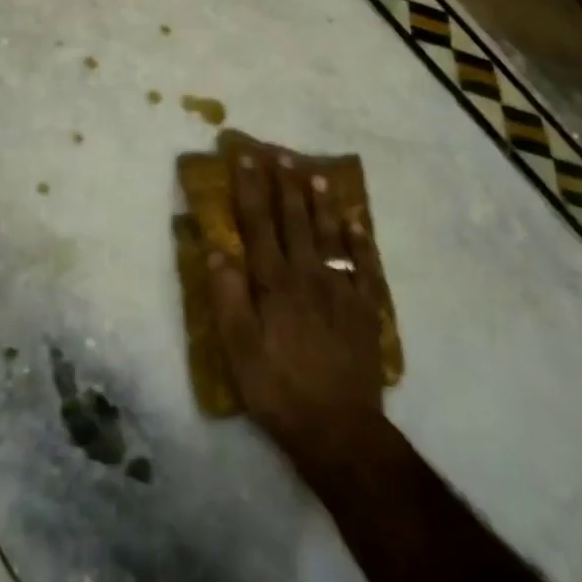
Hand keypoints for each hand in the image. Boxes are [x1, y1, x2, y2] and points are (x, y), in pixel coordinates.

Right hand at [208, 145, 384, 473]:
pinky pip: (363, 264)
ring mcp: (340, 289)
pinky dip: (359, 239)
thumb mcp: (237, 350)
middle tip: (282, 154)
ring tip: (316, 174)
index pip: (258, 224)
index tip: (246, 158)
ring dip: (321, 202)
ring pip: (330, 234)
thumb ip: (227, 297)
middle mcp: (307, 275)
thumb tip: (217, 249)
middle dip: (286, 184)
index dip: (251, 188)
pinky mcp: (364, 308)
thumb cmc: (278, 389)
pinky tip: (356, 221)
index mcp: (273, 283)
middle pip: (295, 220)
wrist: (338, 428)